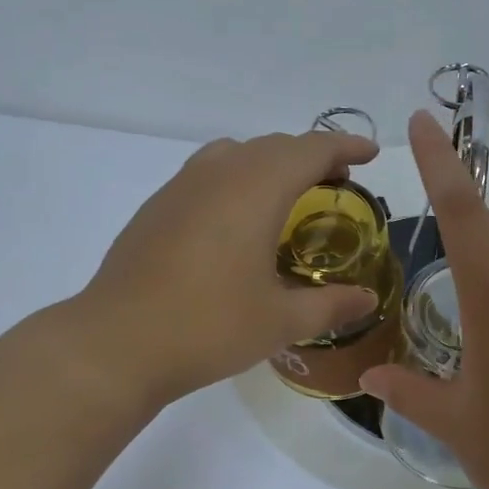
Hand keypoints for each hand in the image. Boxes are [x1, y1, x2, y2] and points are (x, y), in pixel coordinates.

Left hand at [76, 130, 381, 404]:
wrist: (117, 342)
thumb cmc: (209, 326)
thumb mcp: (280, 321)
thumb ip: (330, 305)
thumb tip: (367, 301)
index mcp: (256, 188)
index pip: (311, 150)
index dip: (345, 147)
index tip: (370, 155)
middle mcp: (219, 173)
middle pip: (274, 146)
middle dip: (311, 156)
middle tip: (337, 183)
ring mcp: (181, 186)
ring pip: (236, 153)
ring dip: (270, 163)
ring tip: (287, 195)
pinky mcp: (156, 207)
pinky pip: (207, 173)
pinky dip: (236, 178)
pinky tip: (235, 221)